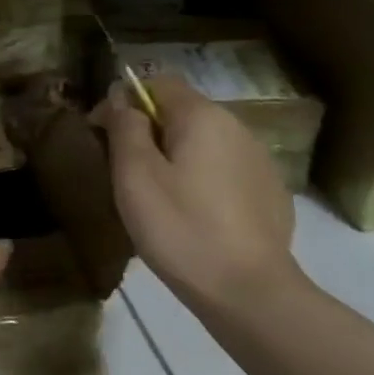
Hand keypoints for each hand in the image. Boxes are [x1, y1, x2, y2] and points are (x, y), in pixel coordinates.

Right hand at [93, 76, 300, 309]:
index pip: (159, 82)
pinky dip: (203, 179)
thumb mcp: (135, 175)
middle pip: (183, 112)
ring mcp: (259, 160)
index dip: (126, 100)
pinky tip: (193, 214)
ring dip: (177, 155)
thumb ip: (125, 127)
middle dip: (150, 130)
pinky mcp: (270, 192)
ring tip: (157, 196)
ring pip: (205, 142)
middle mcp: (237, 127)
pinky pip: (225, 170)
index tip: (103, 134)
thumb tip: (121, 97)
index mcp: (202, 116)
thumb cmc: (180, 227)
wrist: (249, 292)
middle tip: (124, 171)